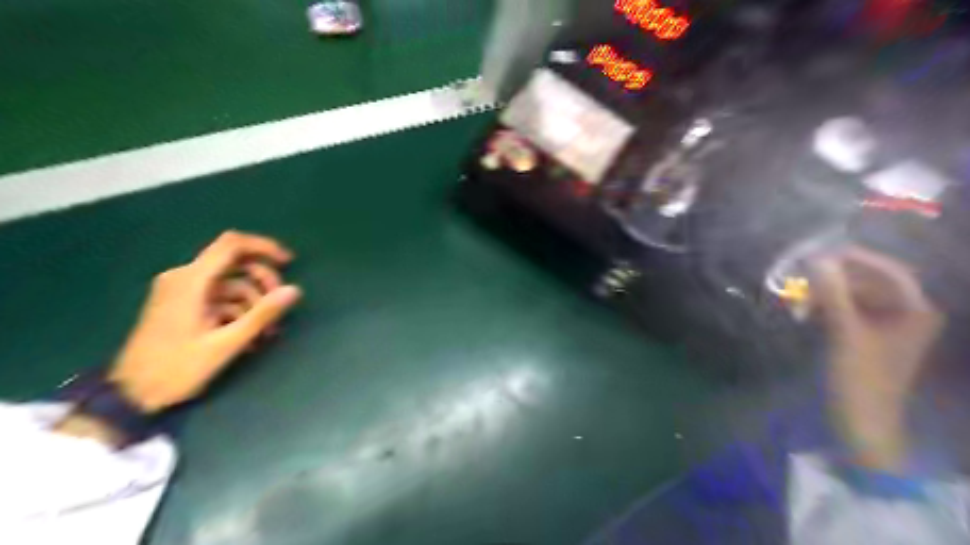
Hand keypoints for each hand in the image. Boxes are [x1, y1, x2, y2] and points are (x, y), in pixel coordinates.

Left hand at [106, 230, 302, 412]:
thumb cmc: (176, 369)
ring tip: (266, 333)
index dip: (264, 247)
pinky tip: (250, 337)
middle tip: (279, 307)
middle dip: (263, 283)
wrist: (130, 395)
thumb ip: (262, 314)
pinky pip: (220, 298)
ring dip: (254, 303)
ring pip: (232, 284)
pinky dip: (239, 312)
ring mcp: (182, 292)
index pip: (232, 244)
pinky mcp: (183, 305)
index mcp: (190, 281)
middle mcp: (184, 278)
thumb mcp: (226, 344)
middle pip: (236, 264)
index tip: (289, 262)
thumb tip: (295, 290)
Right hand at [812, 245, 939, 467]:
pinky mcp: (863, 334)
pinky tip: (803, 313)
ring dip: (822, 296)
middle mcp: (904, 312)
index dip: (855, 259)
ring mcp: (883, 324)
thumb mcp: (846, 334)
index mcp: (915, 311)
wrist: (861, 421)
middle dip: (832, 281)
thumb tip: (816, 259)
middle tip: (799, 282)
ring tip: (796, 304)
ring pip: (850, 295)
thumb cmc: (862, 379)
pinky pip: (842, 309)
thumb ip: (833, 294)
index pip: (889, 271)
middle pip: (867, 282)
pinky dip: (823, 308)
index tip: (819, 253)